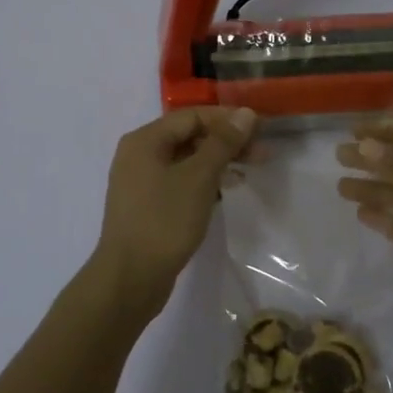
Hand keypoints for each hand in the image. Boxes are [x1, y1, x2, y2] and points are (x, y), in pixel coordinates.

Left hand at [90, 106, 258, 315]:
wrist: (130, 278)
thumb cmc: (164, 221)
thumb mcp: (198, 178)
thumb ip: (223, 143)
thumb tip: (245, 113)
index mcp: (145, 140)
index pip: (192, 116)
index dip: (228, 120)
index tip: (261, 131)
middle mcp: (138, 155)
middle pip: (188, 137)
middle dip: (226, 143)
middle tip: (262, 155)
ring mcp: (140, 182)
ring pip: (185, 161)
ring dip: (217, 163)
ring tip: (247, 173)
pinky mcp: (147, 206)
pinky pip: (178, 182)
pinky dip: (202, 182)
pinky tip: (223, 193)